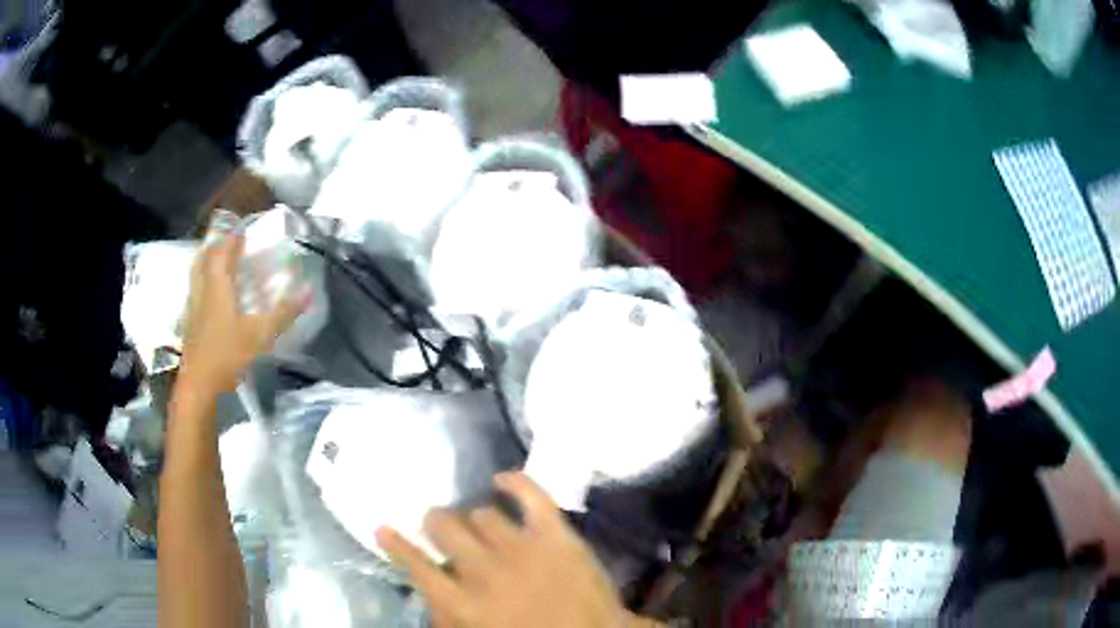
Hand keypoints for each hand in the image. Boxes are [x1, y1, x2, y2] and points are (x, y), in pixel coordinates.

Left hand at [178, 234, 307, 396]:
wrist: (199, 386)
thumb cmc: (227, 355)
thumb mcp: (261, 335)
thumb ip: (283, 312)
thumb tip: (309, 291)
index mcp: (217, 286)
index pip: (223, 251)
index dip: (233, 237)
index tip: (244, 229)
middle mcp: (202, 290)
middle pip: (204, 258)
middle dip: (216, 246)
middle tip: (229, 243)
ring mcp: (192, 307)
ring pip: (196, 275)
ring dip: (206, 263)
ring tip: (219, 264)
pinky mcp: (189, 324)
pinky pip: (194, 292)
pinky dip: (202, 284)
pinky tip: (211, 298)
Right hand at [377, 472, 636, 627]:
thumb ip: (447, 616)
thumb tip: (430, 592)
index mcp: (464, 603)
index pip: (417, 567)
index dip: (397, 546)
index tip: (383, 528)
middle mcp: (485, 570)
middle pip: (445, 528)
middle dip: (437, 523)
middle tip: (439, 524)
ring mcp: (522, 548)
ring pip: (482, 515)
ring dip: (475, 518)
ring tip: (478, 523)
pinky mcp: (556, 534)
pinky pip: (532, 495)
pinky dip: (515, 481)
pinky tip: (502, 478)